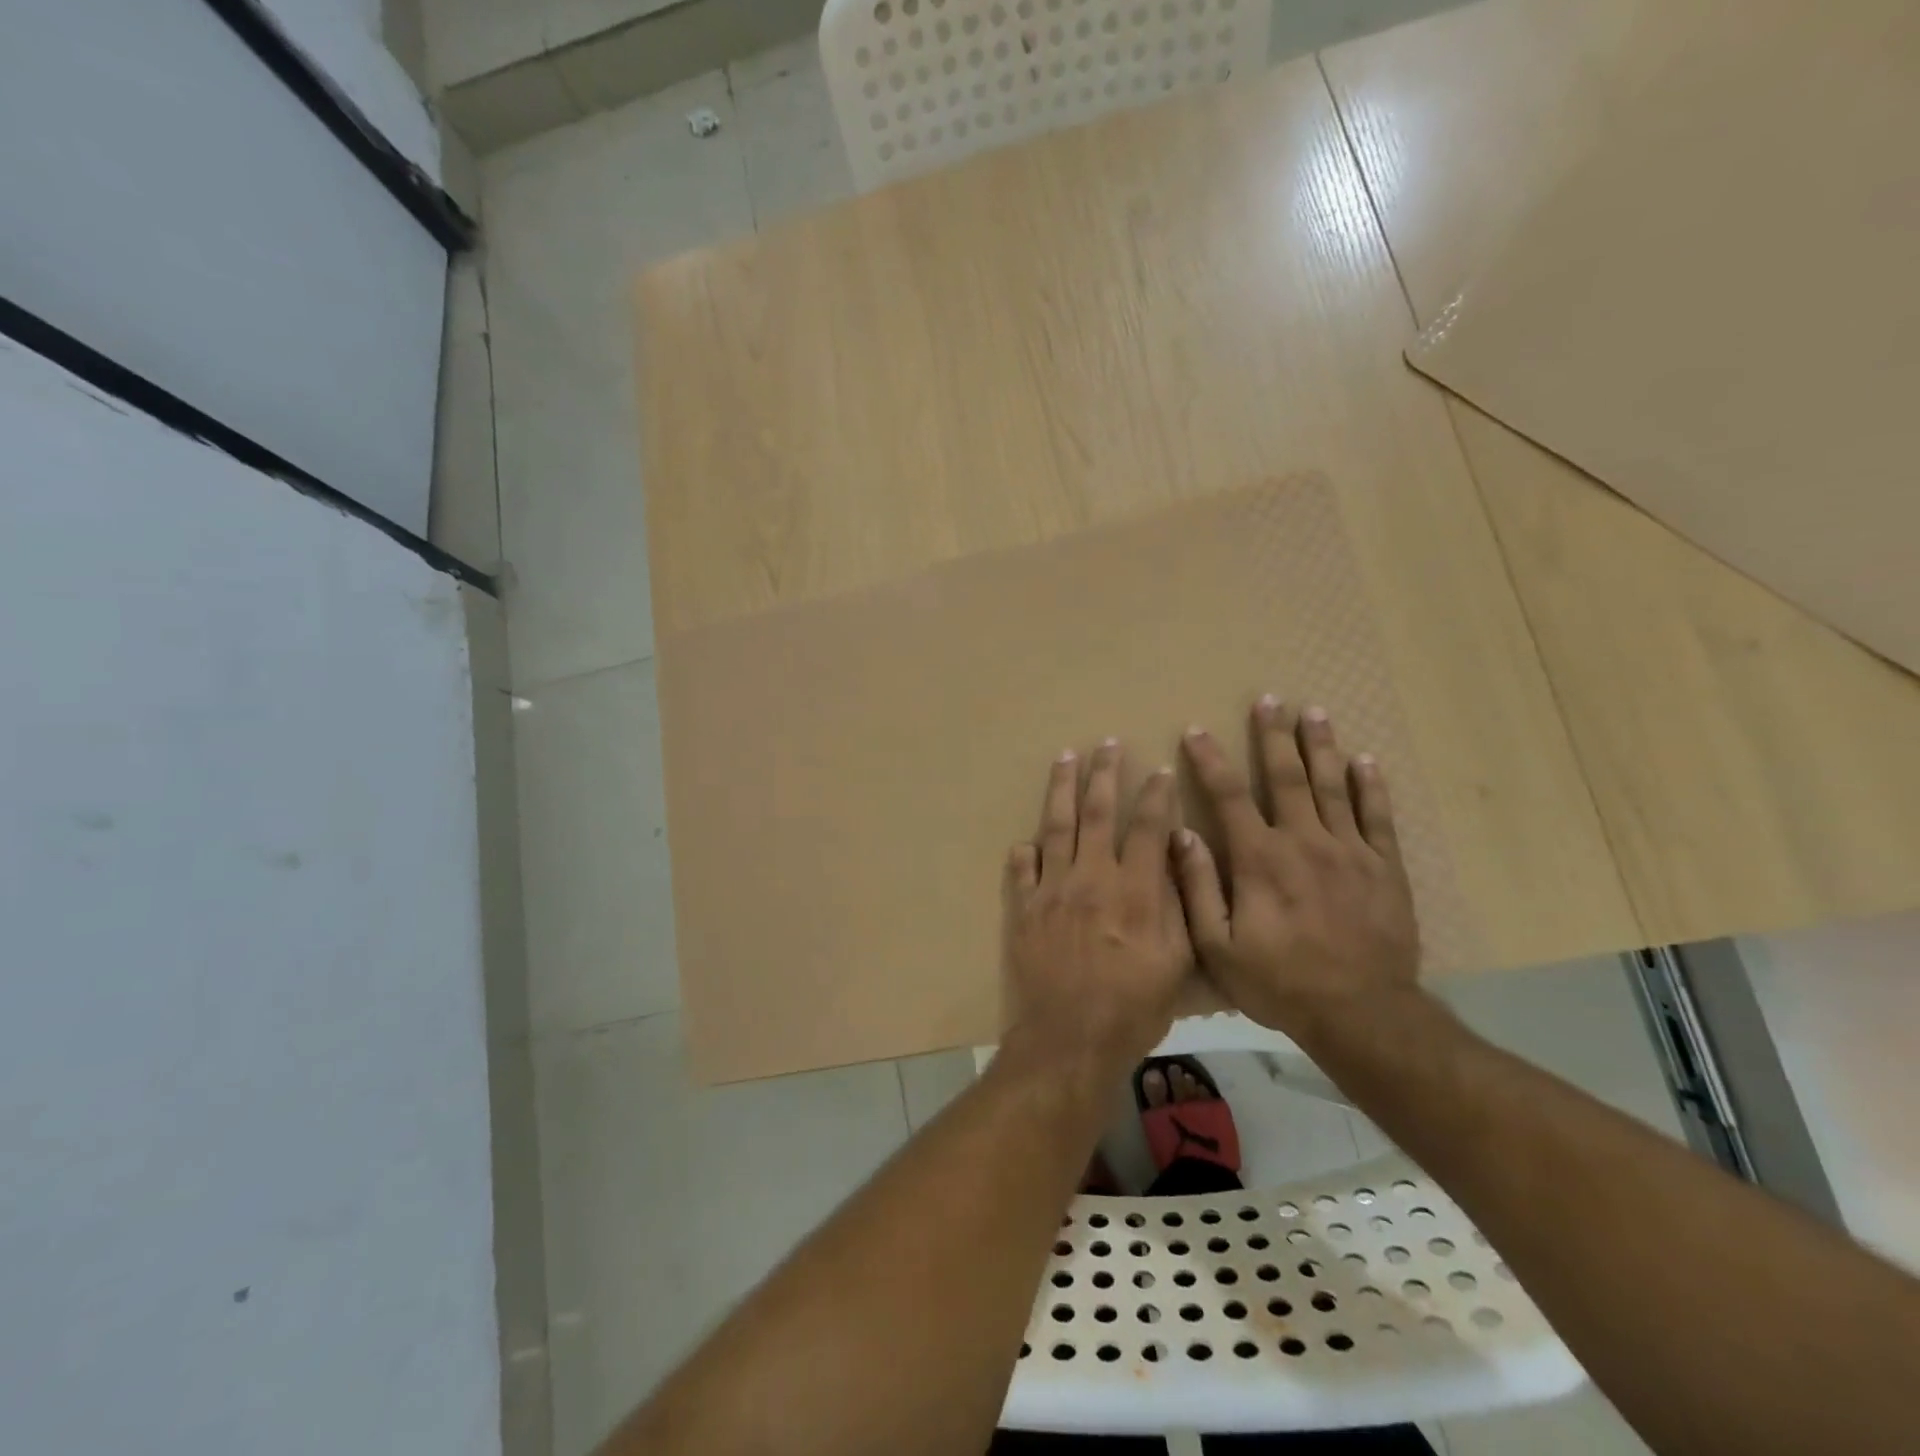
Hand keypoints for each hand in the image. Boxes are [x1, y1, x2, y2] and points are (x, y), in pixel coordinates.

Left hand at [1000, 740, 1193, 1081]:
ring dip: (1061, 789)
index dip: (1155, 795)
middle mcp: (1090, 878)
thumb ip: (1176, 905)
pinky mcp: (1023, 909)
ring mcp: (1051, 891)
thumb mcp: (1175, 963)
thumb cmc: (1132, 1008)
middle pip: (1097, 813)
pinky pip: (1020, 870)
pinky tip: (1026, 840)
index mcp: (1133, 890)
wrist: (1068, 1039)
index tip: (1160, 769)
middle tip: (1105, 743)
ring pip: (1055, 827)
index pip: (1147, 828)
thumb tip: (1174, 856)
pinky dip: (1024, 852)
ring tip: (1064, 758)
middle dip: (1103, 774)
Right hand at [1174, 697, 1420, 1045]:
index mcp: (1260, 858)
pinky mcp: (1385, 867)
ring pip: (1333, 786)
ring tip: (1314, 711)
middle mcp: (1304, 841)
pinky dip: (1371, 786)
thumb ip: (1198, 886)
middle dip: (1274, 736)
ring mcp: (1350, 851)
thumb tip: (1181, 833)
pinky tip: (1365, 761)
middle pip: (1286, 777)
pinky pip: (1378, 816)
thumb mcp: (1219, 946)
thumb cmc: (1280, 981)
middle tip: (1269, 700)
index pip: (1229, 795)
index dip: (1211, 760)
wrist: (1362, 1013)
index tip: (1197, 731)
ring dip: (1321, 746)